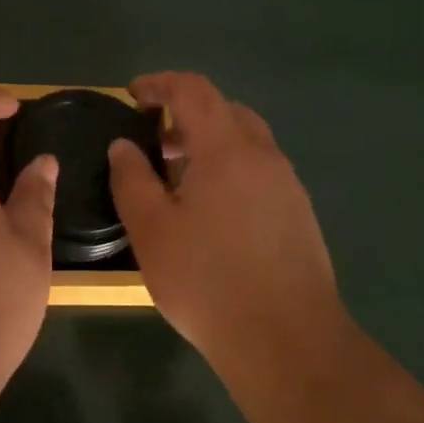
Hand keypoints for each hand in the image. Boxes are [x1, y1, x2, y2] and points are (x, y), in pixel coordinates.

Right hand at [109, 71, 347, 371]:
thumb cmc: (207, 280)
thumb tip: (124, 146)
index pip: (193, 90)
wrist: (286, 338)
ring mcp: (287, 183)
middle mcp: (263, 154)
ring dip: (210, 142)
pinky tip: (212, 209)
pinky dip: (230, 167)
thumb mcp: (151, 230)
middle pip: (224, 109)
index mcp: (226, 148)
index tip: (133, 95)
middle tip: (153, 140)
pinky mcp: (299, 212)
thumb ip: (132, 179)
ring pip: (246, 141)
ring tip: (178, 176)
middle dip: (185, 113)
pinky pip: (259, 169)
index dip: (160, 84)